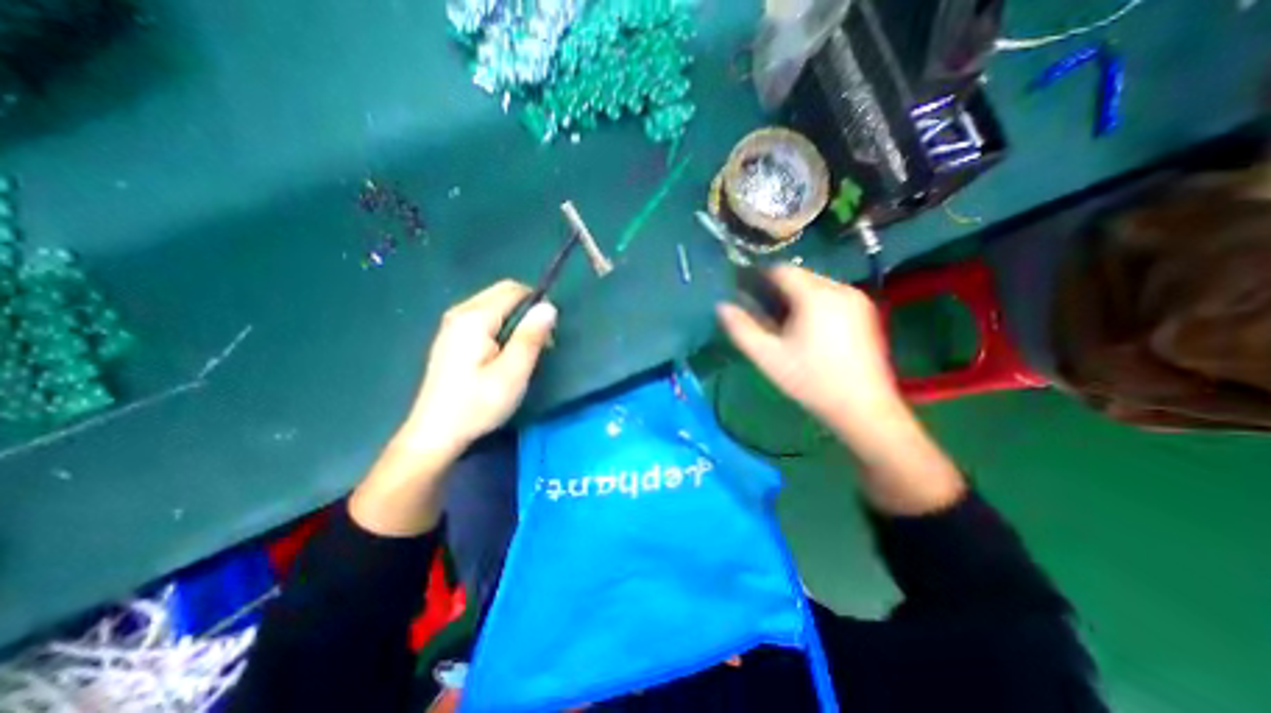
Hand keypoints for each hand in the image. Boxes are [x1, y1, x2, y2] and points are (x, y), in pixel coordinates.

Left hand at [355, 280, 556, 538]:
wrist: (435, 433)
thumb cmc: (478, 404)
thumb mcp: (512, 372)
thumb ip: (530, 336)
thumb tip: (549, 306)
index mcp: (475, 318)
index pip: (514, 290)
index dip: (537, 304)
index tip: (548, 333)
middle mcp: (460, 312)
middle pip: (502, 293)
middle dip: (527, 311)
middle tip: (539, 344)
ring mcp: (452, 325)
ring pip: (494, 306)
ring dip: (515, 321)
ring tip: (523, 352)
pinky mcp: (451, 338)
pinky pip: (483, 318)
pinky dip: (501, 328)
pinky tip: (503, 355)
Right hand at [719, 264, 907, 446]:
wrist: (863, 408)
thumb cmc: (810, 381)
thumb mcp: (768, 356)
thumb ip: (741, 328)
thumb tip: (722, 306)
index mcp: (816, 296)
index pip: (781, 270)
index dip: (759, 278)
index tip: (745, 295)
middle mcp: (840, 289)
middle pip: (800, 276)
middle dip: (778, 291)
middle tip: (764, 316)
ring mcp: (857, 300)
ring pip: (816, 286)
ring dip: (796, 298)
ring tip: (785, 325)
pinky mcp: (866, 312)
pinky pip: (831, 296)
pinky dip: (814, 305)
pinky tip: (809, 330)